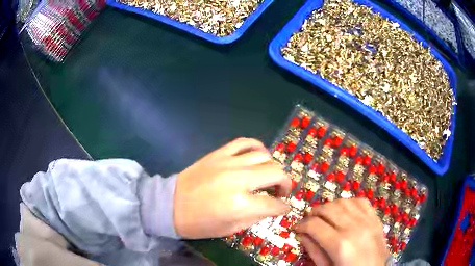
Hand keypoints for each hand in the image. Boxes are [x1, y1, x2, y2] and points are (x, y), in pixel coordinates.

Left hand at [174, 138, 291, 238]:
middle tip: (281, 191)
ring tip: (269, 176)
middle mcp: (238, 180)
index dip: (283, 207)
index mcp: (240, 205)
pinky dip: (257, 146)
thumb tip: (272, 207)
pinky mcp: (219, 154)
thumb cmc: (199, 223)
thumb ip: (255, 217)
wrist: (171, 205)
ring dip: (272, 167)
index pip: (274, 204)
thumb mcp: (230, 228)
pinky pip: (244, 142)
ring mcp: (228, 163)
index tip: (285, 207)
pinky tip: (258, 155)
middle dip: (286, 184)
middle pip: (276, 174)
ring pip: (264, 156)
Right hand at [296, 198, 389, 265]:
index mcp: (339, 245)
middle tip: (309, 220)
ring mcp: (368, 221)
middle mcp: (354, 228)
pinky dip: (349, 202)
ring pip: (344, 202)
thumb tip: (302, 235)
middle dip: (314, 212)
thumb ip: (314, 251)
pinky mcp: (376, 219)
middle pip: (329, 209)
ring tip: (325, 215)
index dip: (302, 225)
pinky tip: (344, 211)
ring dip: (330, 206)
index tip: (297, 228)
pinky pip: (361, 201)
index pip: (314, 225)